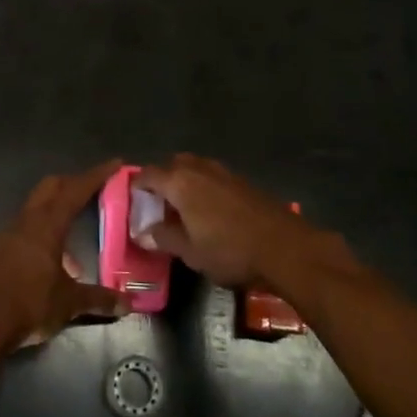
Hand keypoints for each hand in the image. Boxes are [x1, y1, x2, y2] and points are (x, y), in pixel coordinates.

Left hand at [0, 162, 130, 353]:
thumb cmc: (28, 304)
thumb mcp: (69, 304)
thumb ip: (99, 299)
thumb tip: (128, 303)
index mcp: (46, 225)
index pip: (75, 191)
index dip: (96, 175)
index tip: (115, 164)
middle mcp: (26, 222)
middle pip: (50, 188)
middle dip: (72, 183)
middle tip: (94, 188)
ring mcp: (8, 234)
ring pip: (36, 207)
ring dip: (56, 209)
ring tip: (75, 229)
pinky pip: (25, 228)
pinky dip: (43, 231)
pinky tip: (53, 258)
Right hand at [133, 154, 315, 286]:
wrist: (284, 247)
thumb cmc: (230, 250)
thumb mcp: (190, 252)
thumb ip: (164, 238)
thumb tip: (145, 231)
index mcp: (180, 182)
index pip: (148, 174)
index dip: (137, 186)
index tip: (132, 199)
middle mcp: (199, 169)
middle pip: (172, 164)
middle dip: (162, 179)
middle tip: (158, 203)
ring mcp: (223, 172)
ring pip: (195, 168)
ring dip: (184, 181)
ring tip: (182, 207)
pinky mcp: (242, 181)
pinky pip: (213, 177)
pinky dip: (204, 187)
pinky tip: (209, 210)